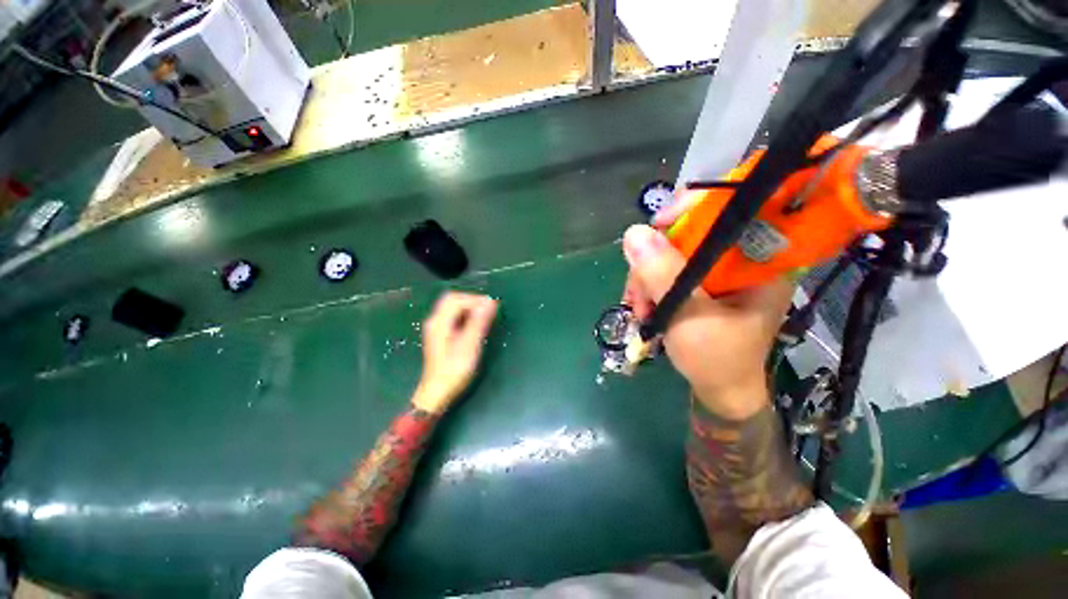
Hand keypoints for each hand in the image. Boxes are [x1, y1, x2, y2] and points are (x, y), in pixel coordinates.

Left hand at [412, 292, 498, 413]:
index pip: (457, 299)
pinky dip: (465, 316)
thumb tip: (489, 302)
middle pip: (452, 300)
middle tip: (488, 309)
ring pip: (452, 308)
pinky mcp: (440, 336)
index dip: (476, 300)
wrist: (437, 393)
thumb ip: (478, 322)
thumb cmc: (454, 370)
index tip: (493, 307)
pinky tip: (474, 326)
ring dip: (469, 308)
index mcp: (439, 322)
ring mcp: (436, 328)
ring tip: (485, 317)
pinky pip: (453, 317)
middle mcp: (435, 321)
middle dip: (472, 301)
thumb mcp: (470, 345)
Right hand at [622, 225, 791, 419]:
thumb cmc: (717, 360)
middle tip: (639, 293)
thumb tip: (634, 233)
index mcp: (760, 261)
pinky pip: (665, 269)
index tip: (656, 226)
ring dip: (645, 278)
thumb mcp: (689, 317)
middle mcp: (739, 259)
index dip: (692, 208)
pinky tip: (643, 308)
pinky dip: (648, 286)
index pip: (731, 209)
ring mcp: (716, 271)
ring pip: (670, 252)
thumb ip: (663, 276)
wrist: (719, 390)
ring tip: (639, 310)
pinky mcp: (699, 283)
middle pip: (689, 232)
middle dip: (655, 260)